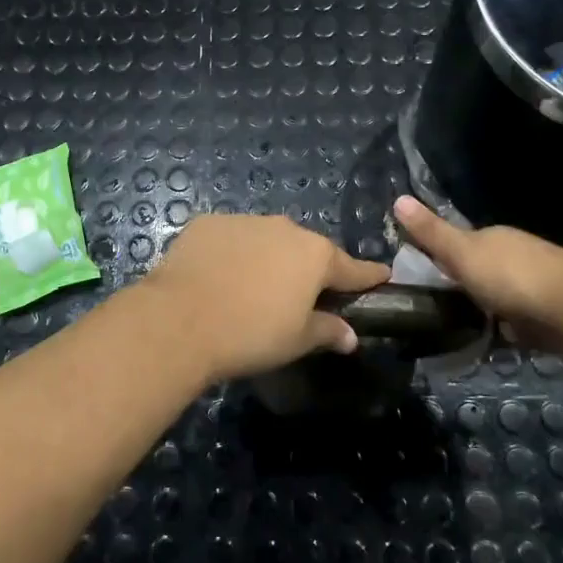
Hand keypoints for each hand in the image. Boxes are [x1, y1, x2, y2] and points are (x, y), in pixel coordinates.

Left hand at [140, 214, 390, 382]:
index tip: (382, 277)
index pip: (352, 267)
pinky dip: (233, 253)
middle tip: (303, 295)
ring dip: (269, 258)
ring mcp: (244, 221)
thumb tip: (350, 335)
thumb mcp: (296, 340)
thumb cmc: (250, 334)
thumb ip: (327, 331)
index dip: (368, 276)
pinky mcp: (208, 223)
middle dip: (310, 269)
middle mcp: (284, 228)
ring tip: (254, 287)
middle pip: (307, 250)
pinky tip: (220, 276)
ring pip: (268, 240)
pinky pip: (231, 238)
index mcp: (314, 255)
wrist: (180, 320)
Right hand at [391, 195, 562, 344]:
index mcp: (494, 237)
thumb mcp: (462, 253)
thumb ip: (431, 233)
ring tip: (464, 329)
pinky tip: (499, 342)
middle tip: (439, 308)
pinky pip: (522, 321)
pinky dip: (511, 329)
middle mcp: (517, 255)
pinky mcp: (553, 315)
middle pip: (483, 270)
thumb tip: (398, 198)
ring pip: (503, 296)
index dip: (442, 257)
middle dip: (466, 285)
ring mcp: (538, 284)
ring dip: (489, 309)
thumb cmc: (512, 277)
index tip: (423, 277)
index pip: (461, 243)